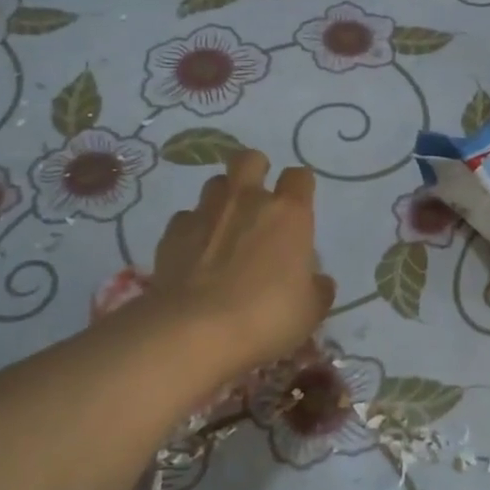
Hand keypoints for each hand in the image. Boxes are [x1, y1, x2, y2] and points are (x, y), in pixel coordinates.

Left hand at [146, 149, 335, 373]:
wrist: (194, 331)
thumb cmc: (266, 316)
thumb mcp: (310, 311)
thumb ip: (317, 289)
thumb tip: (318, 281)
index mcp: (289, 214)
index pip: (299, 177)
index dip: (301, 187)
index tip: (300, 205)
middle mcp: (247, 201)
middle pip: (250, 159)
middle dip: (255, 170)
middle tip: (258, 198)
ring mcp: (206, 213)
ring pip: (214, 184)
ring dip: (222, 198)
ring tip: (225, 226)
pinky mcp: (172, 233)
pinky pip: (186, 218)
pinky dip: (193, 229)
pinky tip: (195, 253)